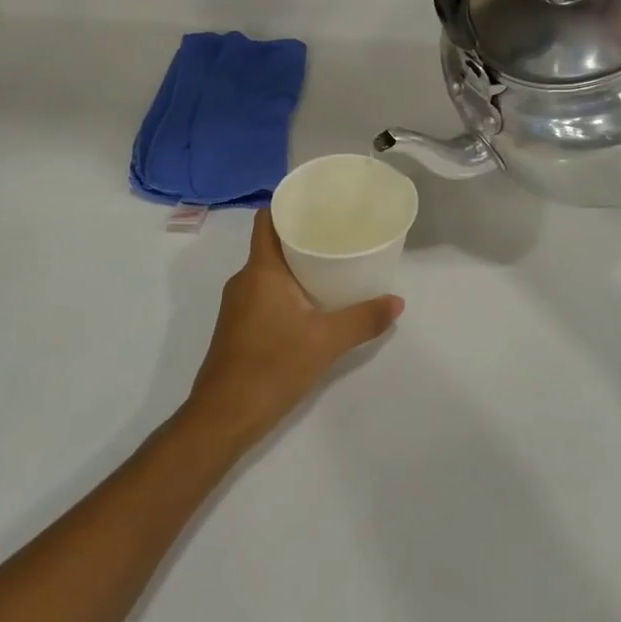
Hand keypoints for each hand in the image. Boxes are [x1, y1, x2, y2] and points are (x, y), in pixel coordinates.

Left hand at [182, 211, 402, 447]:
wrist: (223, 416)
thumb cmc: (272, 367)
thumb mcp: (326, 341)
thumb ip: (363, 319)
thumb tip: (397, 302)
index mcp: (260, 270)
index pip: (268, 220)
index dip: (289, 206)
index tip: (319, 205)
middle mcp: (244, 280)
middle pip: (272, 244)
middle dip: (302, 238)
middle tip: (338, 235)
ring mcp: (237, 305)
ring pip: (268, 272)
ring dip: (295, 267)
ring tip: (332, 267)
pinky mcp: (237, 327)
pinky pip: (263, 294)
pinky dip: (286, 290)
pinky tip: (312, 305)